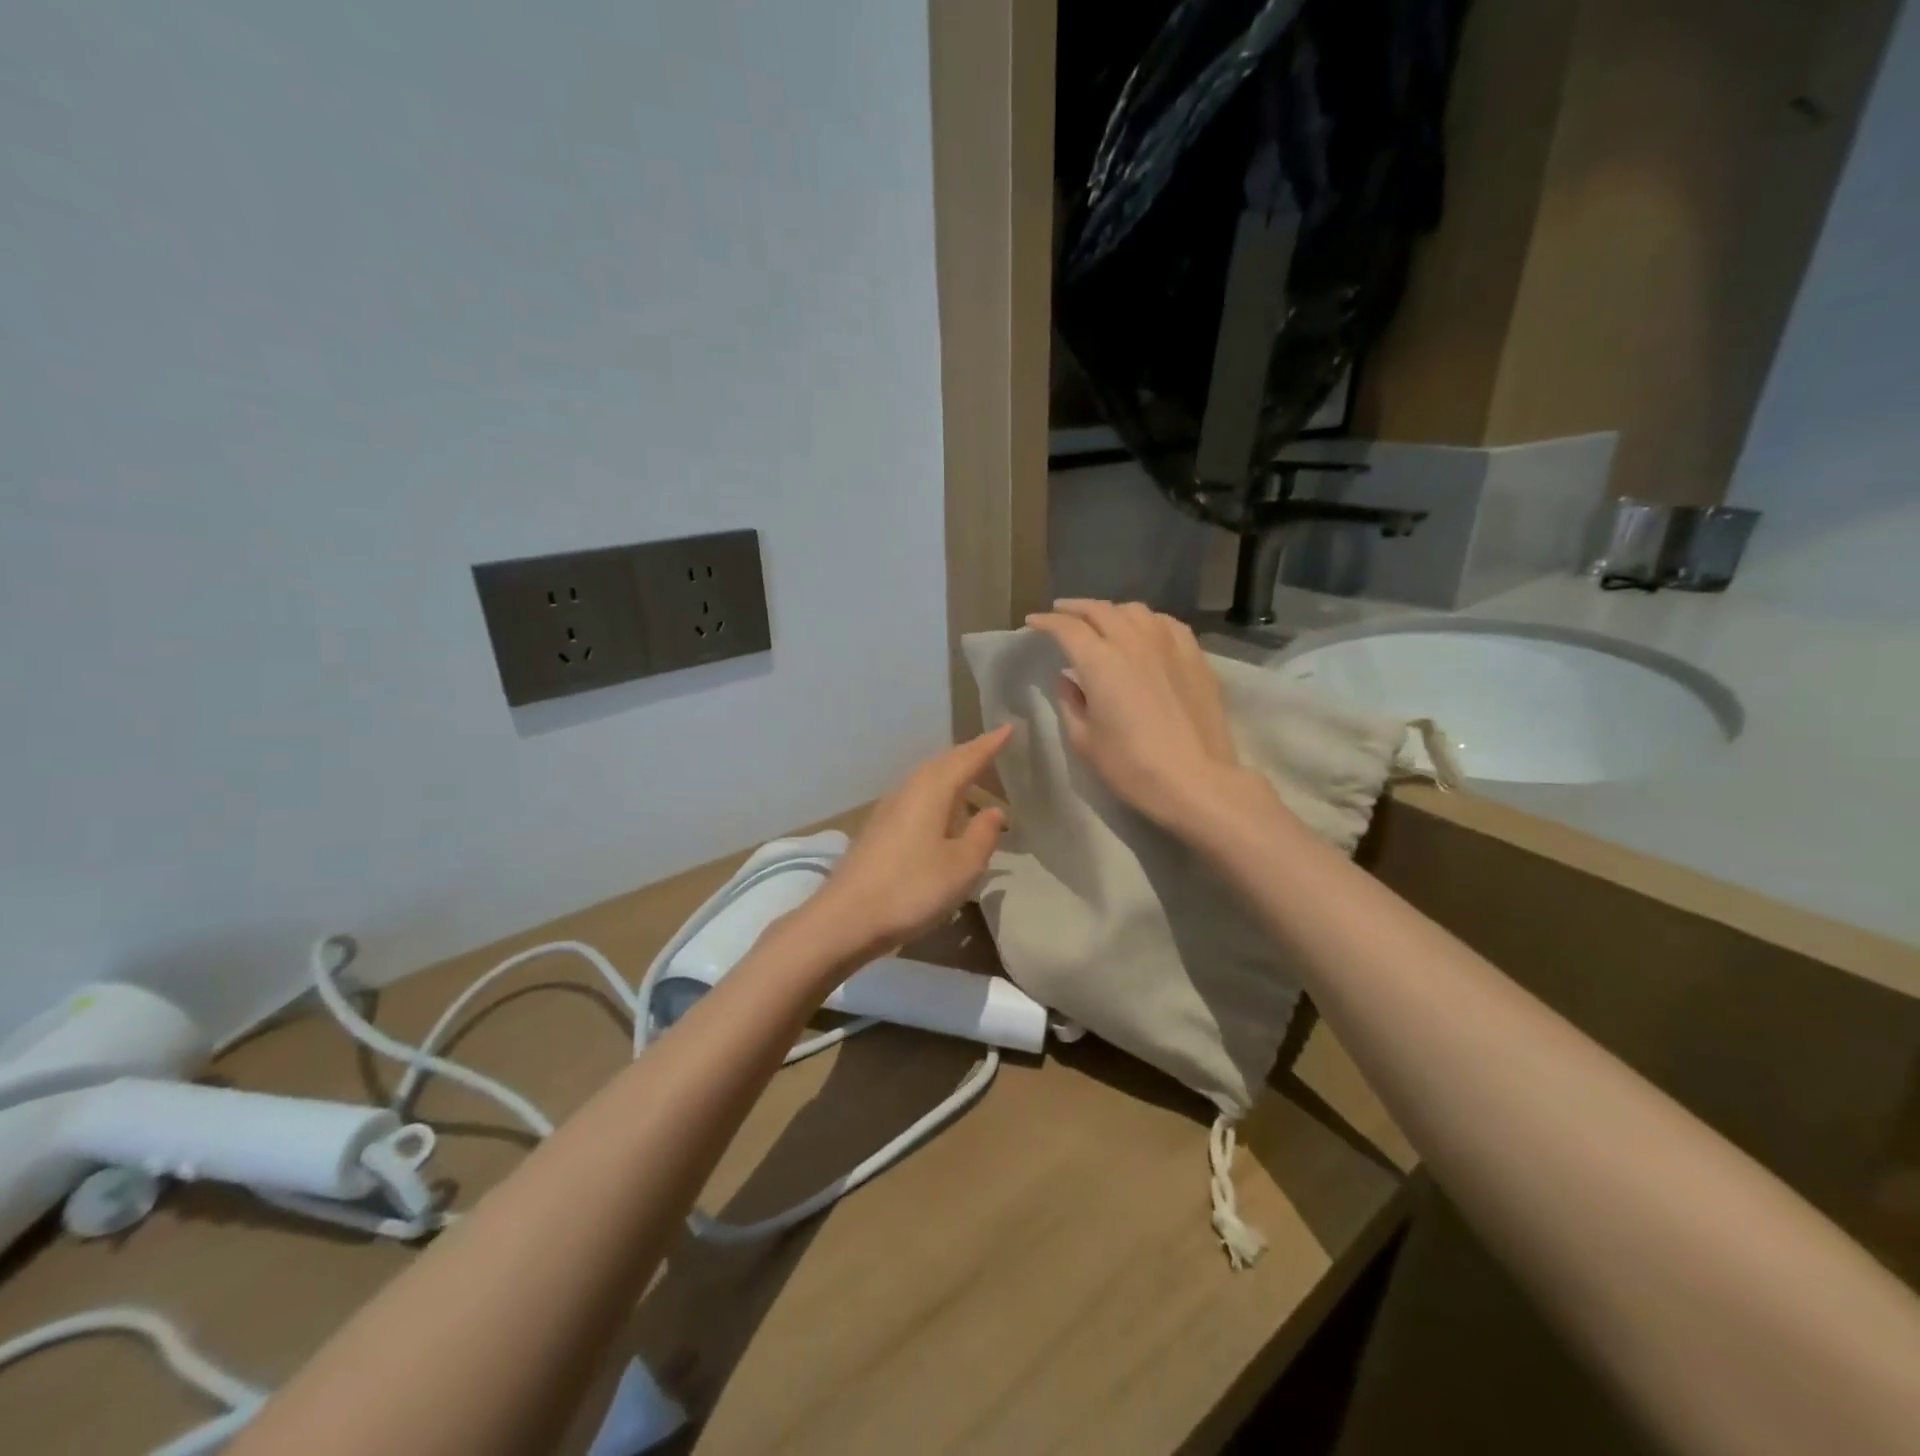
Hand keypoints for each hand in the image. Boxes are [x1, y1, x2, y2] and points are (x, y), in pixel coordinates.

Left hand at [800, 726, 1010, 965]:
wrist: (845, 919)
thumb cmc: (912, 889)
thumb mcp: (962, 866)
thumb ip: (982, 835)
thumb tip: (992, 811)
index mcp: (931, 791)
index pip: (966, 759)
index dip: (989, 745)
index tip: (1008, 728)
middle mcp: (907, 791)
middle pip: (941, 763)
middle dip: (967, 754)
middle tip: (991, 747)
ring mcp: (888, 810)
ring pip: (925, 779)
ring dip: (949, 772)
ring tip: (969, 776)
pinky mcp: (877, 831)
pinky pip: (915, 797)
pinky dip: (935, 793)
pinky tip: (940, 811)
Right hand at [1024, 600, 1247, 829]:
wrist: (1196, 780)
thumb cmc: (1131, 766)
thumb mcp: (1084, 741)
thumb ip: (1070, 702)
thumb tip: (1067, 679)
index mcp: (1099, 661)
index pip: (1066, 628)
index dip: (1046, 622)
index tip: (1033, 623)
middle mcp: (1133, 641)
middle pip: (1099, 610)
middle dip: (1074, 608)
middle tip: (1060, 612)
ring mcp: (1168, 644)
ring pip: (1134, 610)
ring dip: (1111, 611)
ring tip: (1101, 620)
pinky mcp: (1194, 655)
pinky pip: (1165, 623)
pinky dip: (1146, 621)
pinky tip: (1144, 631)